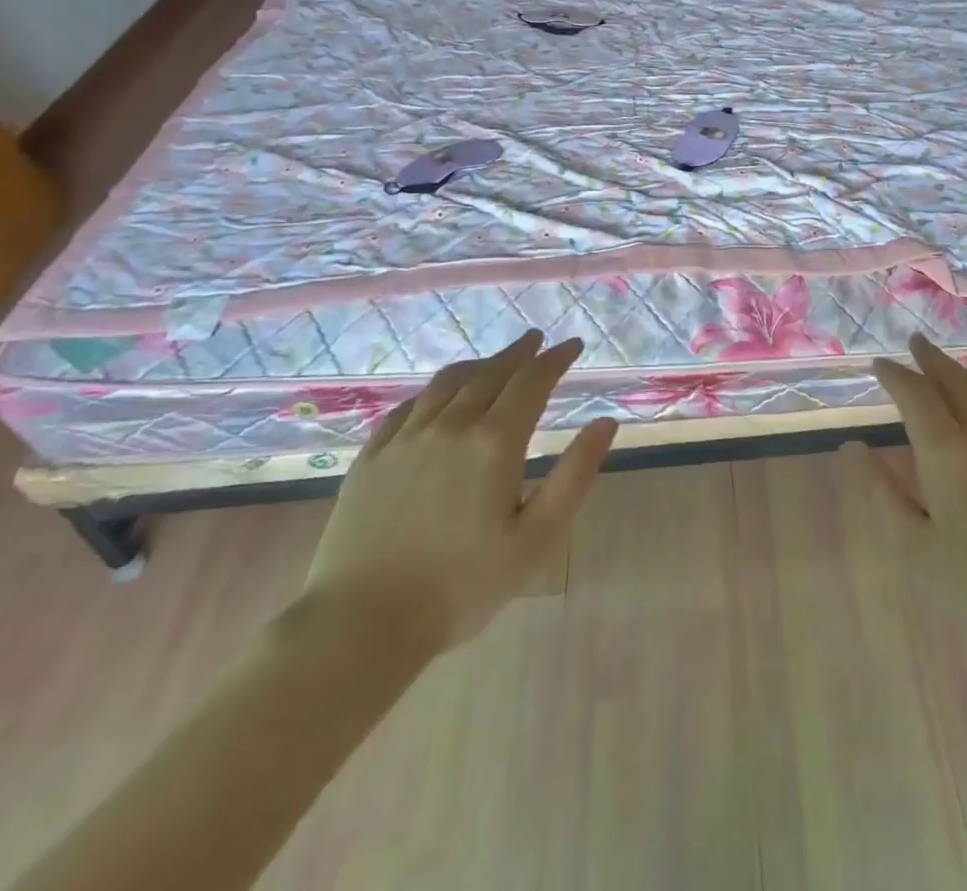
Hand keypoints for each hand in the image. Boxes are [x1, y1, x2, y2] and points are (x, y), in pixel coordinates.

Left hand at [299, 331, 615, 661]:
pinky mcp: (370, 458)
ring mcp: (405, 439)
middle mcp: (450, 426)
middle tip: (537, 341)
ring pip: (447, 383)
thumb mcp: (536, 538)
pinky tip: (436, 397)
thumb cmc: (462, 586)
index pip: (532, 381)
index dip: (555, 359)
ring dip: (478, 365)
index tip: (573, 345)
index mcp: (494, 442)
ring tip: (495, 361)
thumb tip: (606, 423)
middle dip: (519, 353)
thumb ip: (575, 475)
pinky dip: (433, 391)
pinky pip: (407, 407)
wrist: (360, 625)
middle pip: (491, 373)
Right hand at [868, 334, 966, 663]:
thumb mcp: (917, 549)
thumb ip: (882, 492)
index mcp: (947, 453)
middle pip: (954, 380)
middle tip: (916, 342)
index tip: (881, 363)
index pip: (915, 395)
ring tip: (954, 368)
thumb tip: (853, 448)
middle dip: (931, 358)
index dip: (895, 374)